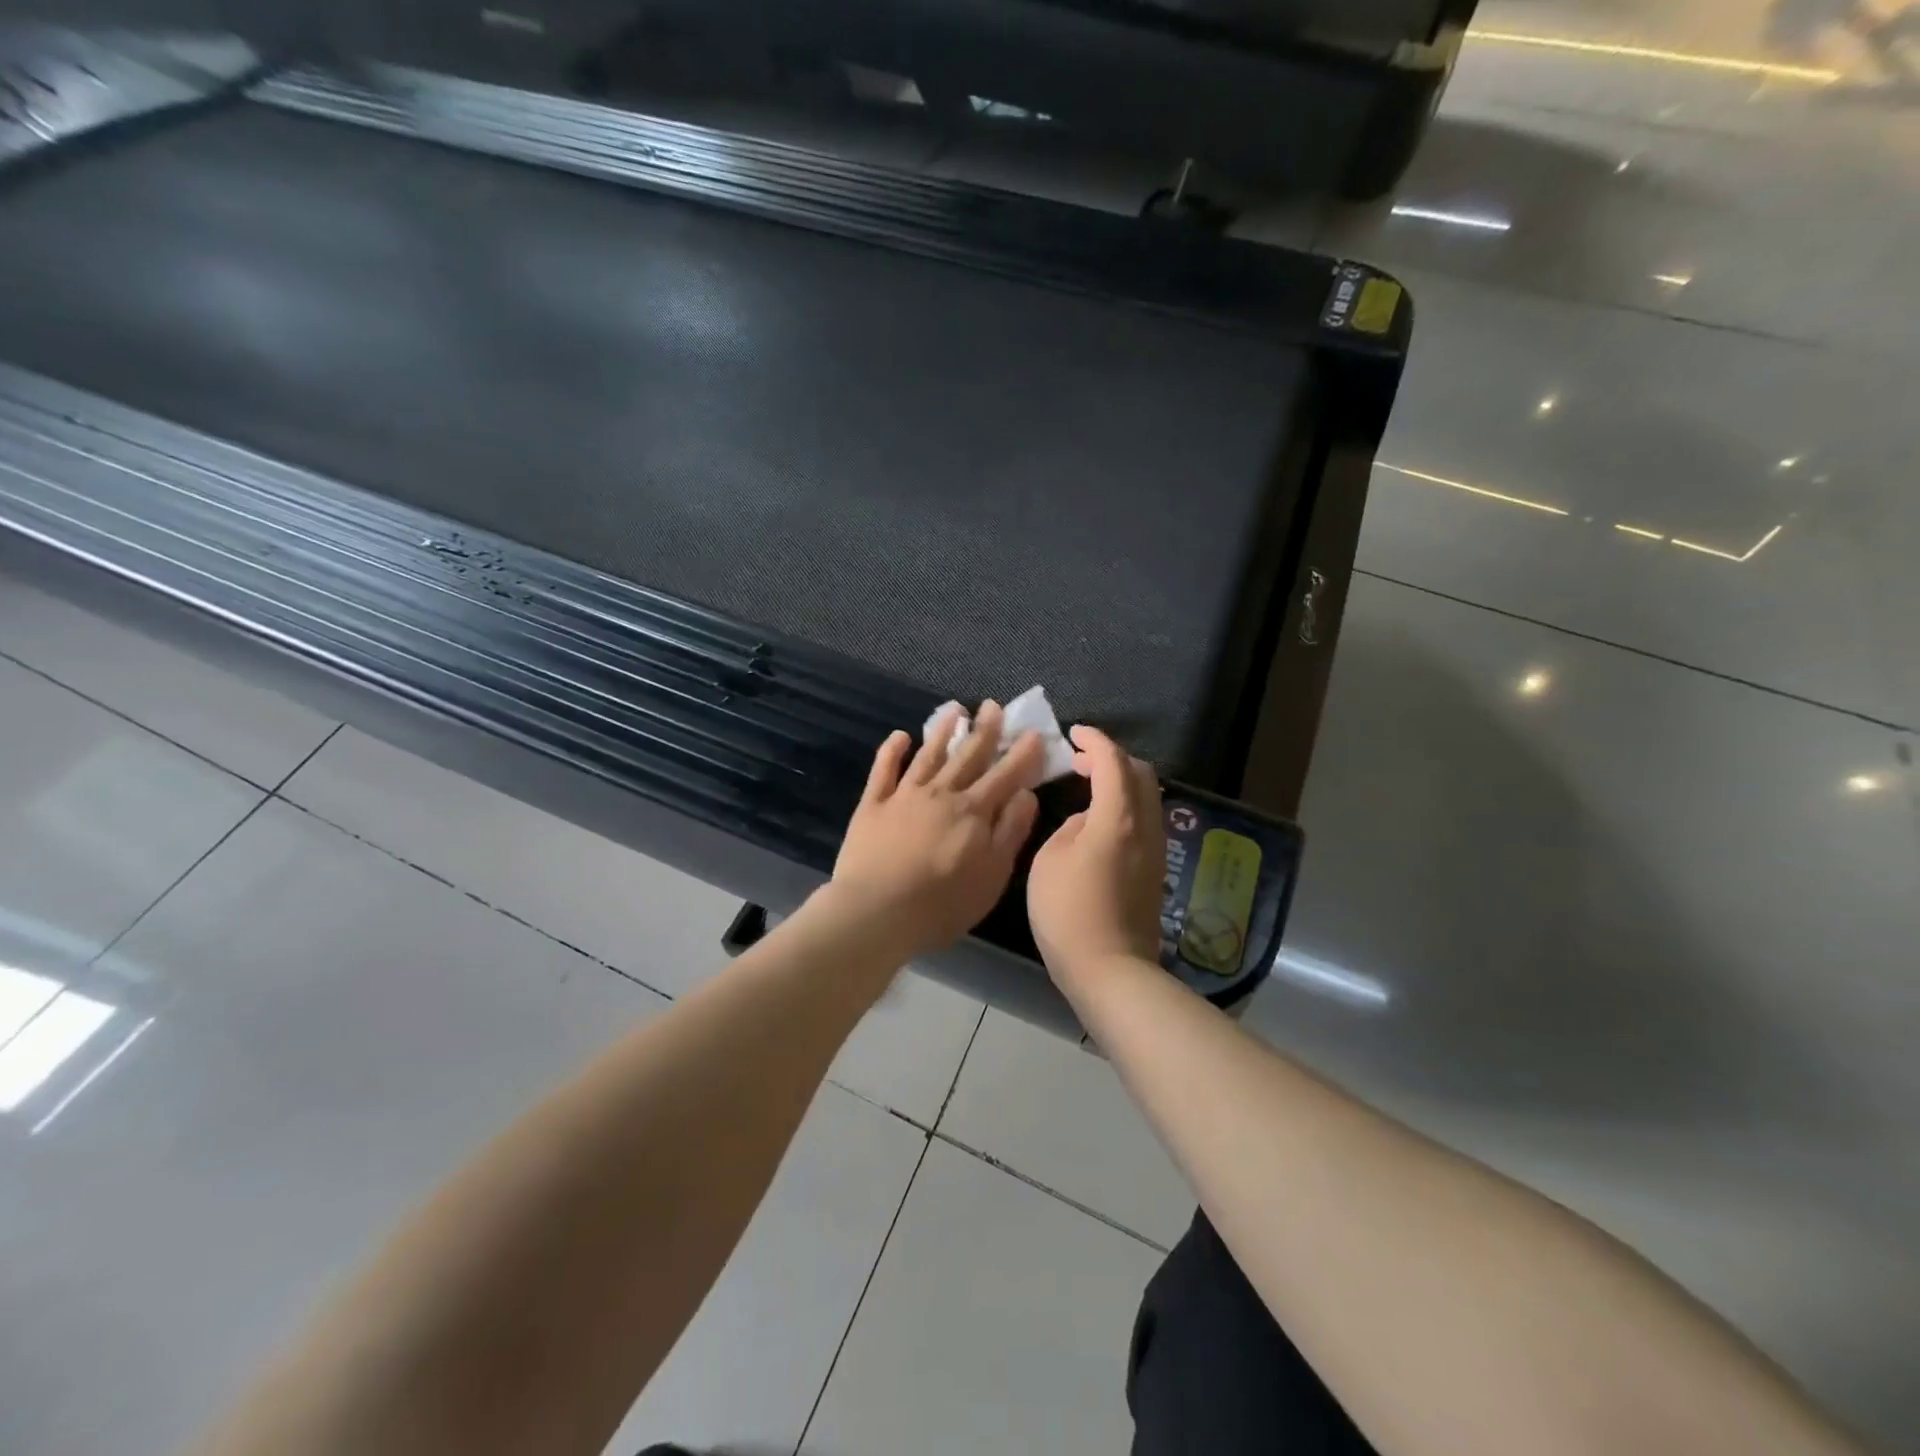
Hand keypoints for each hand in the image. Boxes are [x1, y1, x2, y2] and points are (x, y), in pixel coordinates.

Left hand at [826, 703, 1042, 960]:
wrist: (877, 912)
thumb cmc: (942, 903)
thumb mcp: (992, 875)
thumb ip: (1010, 832)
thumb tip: (1026, 794)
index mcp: (973, 812)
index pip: (1004, 776)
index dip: (1021, 754)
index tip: (1033, 733)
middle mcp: (941, 794)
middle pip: (967, 757)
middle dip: (984, 731)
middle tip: (993, 706)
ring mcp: (904, 796)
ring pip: (928, 756)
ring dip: (942, 732)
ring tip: (955, 710)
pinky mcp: (873, 805)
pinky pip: (884, 770)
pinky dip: (892, 751)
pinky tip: (900, 736)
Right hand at [1027, 725, 1165, 988]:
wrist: (1110, 970)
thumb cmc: (1068, 912)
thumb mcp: (1050, 859)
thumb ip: (1069, 827)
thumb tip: (1087, 821)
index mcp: (1118, 818)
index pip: (1114, 762)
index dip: (1095, 741)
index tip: (1074, 734)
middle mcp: (1146, 826)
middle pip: (1141, 773)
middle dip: (1112, 758)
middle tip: (1080, 761)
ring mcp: (1155, 849)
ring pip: (1147, 797)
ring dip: (1121, 782)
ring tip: (1088, 787)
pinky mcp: (1155, 870)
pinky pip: (1145, 819)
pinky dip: (1125, 804)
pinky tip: (1100, 820)